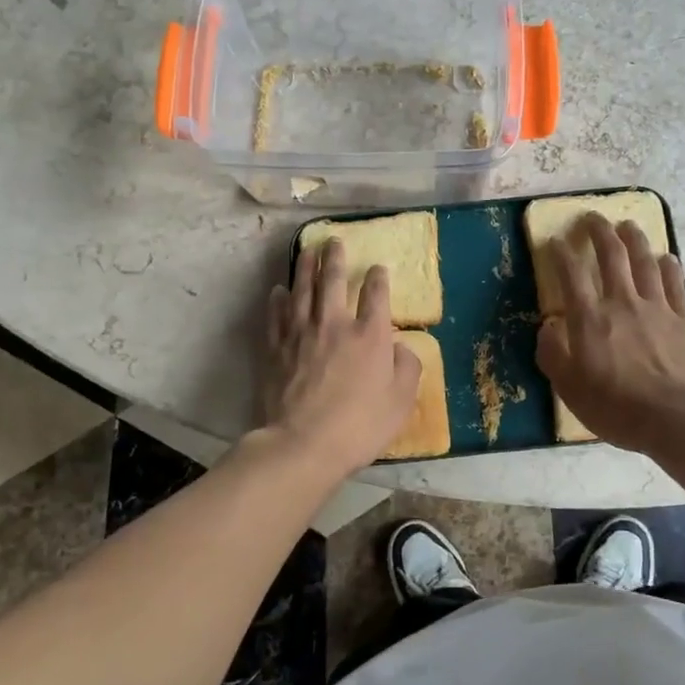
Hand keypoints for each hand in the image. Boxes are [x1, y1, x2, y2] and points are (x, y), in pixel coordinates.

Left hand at [264, 239, 421, 475]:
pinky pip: (276, 316)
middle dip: (334, 259)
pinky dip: (278, 300)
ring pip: (302, 290)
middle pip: (333, 282)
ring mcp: (301, 334)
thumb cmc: (360, 426)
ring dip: (305, 268)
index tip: (378, 268)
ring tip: (307, 250)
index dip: (378, 279)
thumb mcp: (401, 402)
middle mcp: (335, 325)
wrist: (304, 444)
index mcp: (370, 336)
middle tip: (333, 241)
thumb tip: (401, 348)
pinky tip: (279, 290)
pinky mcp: (276, 349)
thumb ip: (407, 368)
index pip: (376, 295)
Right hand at [536, 213, 684, 454]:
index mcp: (590, 319)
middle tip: (593, 217)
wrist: (677, 417)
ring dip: (634, 239)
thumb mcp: (569, 389)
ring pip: (645, 261)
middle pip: (611, 255)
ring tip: (628, 225)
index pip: (570, 275)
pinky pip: (675, 284)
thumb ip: (553, 354)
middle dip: (599, 231)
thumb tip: (547, 328)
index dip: (561, 254)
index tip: (555, 241)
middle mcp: (622, 302)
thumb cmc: (616, 407)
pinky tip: (666, 257)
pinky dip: (669, 266)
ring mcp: (656, 307)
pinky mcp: (684, 319)